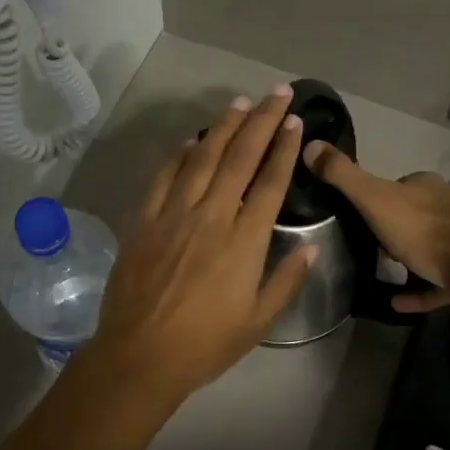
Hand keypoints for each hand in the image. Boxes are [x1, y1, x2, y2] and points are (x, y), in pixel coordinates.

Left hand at [87, 87, 315, 401]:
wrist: (140, 356)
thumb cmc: (204, 345)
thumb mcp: (258, 323)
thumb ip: (286, 281)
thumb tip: (310, 247)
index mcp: (244, 242)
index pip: (270, 183)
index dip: (284, 149)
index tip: (295, 122)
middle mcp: (211, 217)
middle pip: (240, 158)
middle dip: (262, 121)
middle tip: (277, 93)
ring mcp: (174, 214)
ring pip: (202, 157)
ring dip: (223, 126)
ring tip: (241, 102)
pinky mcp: (144, 219)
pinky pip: (164, 176)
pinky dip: (180, 154)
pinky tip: (192, 140)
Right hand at [303, 142, 449, 312]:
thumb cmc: (420, 228)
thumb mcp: (373, 197)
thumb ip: (342, 174)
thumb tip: (310, 144)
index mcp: (426, 185)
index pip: (399, 184)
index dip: (379, 196)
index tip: (360, 212)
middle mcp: (448, 206)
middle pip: (415, 214)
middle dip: (394, 227)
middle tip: (368, 244)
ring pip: (430, 246)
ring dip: (408, 257)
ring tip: (381, 270)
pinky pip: (437, 282)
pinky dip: (418, 290)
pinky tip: (397, 301)